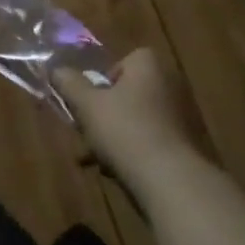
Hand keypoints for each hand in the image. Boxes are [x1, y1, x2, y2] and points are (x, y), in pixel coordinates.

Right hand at [54, 49, 199, 192]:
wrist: (171, 182)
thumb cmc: (126, 130)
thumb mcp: (87, 104)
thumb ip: (69, 84)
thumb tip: (56, 69)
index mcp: (149, 65)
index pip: (123, 62)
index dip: (103, 81)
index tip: (91, 101)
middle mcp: (170, 84)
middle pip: (128, 94)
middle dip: (105, 114)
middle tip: (87, 132)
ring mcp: (183, 117)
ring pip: (138, 121)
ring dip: (116, 136)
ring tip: (95, 160)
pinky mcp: (188, 147)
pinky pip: (153, 143)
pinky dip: (135, 153)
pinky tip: (116, 173)